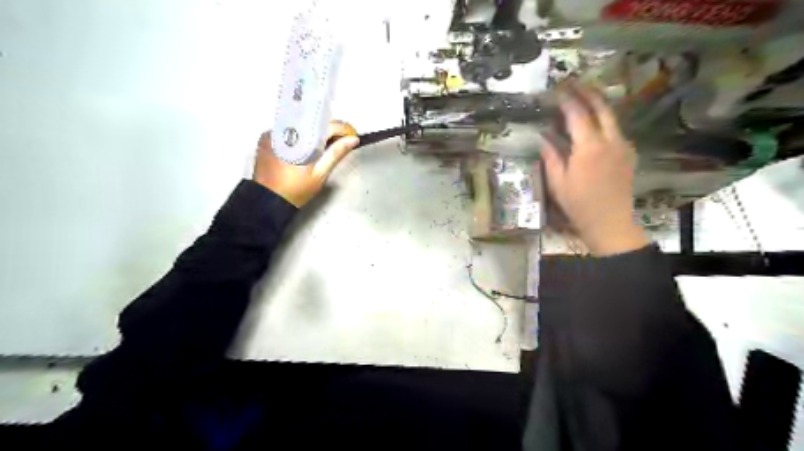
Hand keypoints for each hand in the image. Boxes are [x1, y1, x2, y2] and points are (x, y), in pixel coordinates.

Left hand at [253, 119, 361, 205]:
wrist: (267, 200)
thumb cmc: (296, 190)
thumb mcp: (320, 174)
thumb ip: (336, 153)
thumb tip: (353, 139)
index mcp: (301, 139)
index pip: (325, 124)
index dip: (342, 128)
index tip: (352, 135)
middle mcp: (285, 130)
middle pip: (312, 122)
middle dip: (328, 130)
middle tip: (341, 142)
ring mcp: (273, 132)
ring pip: (300, 125)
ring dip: (313, 132)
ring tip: (324, 146)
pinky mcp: (266, 137)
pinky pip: (288, 130)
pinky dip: (300, 136)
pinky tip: (306, 147)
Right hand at [539, 87, 644, 255]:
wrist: (610, 222)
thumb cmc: (579, 205)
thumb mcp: (558, 182)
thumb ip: (551, 156)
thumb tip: (543, 137)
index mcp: (589, 147)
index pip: (577, 115)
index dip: (567, 100)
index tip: (557, 90)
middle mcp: (610, 141)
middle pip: (601, 107)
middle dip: (588, 92)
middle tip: (574, 83)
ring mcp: (623, 146)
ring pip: (612, 117)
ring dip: (598, 104)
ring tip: (584, 97)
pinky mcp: (628, 154)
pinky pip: (616, 130)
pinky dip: (604, 120)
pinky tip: (594, 124)